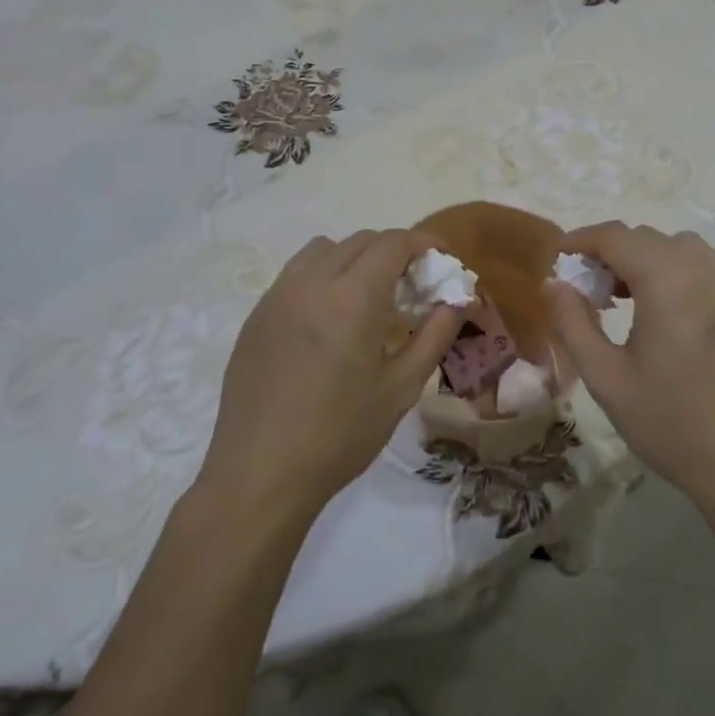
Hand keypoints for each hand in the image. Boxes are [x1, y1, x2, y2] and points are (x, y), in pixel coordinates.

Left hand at [196, 230, 461, 518]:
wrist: (260, 475)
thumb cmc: (340, 434)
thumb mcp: (401, 388)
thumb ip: (434, 335)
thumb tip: (458, 299)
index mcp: (352, 297)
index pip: (392, 243)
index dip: (423, 242)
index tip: (442, 258)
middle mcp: (311, 282)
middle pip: (360, 240)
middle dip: (393, 250)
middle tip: (411, 284)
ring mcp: (278, 295)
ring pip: (323, 249)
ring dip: (354, 257)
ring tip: (368, 296)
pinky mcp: (257, 314)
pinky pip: (296, 273)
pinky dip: (323, 275)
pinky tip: (329, 319)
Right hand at [546, 222, 714, 510]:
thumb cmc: (670, 423)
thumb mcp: (606, 378)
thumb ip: (573, 323)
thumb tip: (555, 284)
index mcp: (668, 283)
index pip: (617, 237)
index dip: (582, 240)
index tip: (558, 258)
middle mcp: (704, 272)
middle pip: (648, 238)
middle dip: (611, 251)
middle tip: (587, 287)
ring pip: (680, 247)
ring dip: (646, 257)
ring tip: (626, 295)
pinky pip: (705, 268)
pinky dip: (676, 271)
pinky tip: (665, 312)